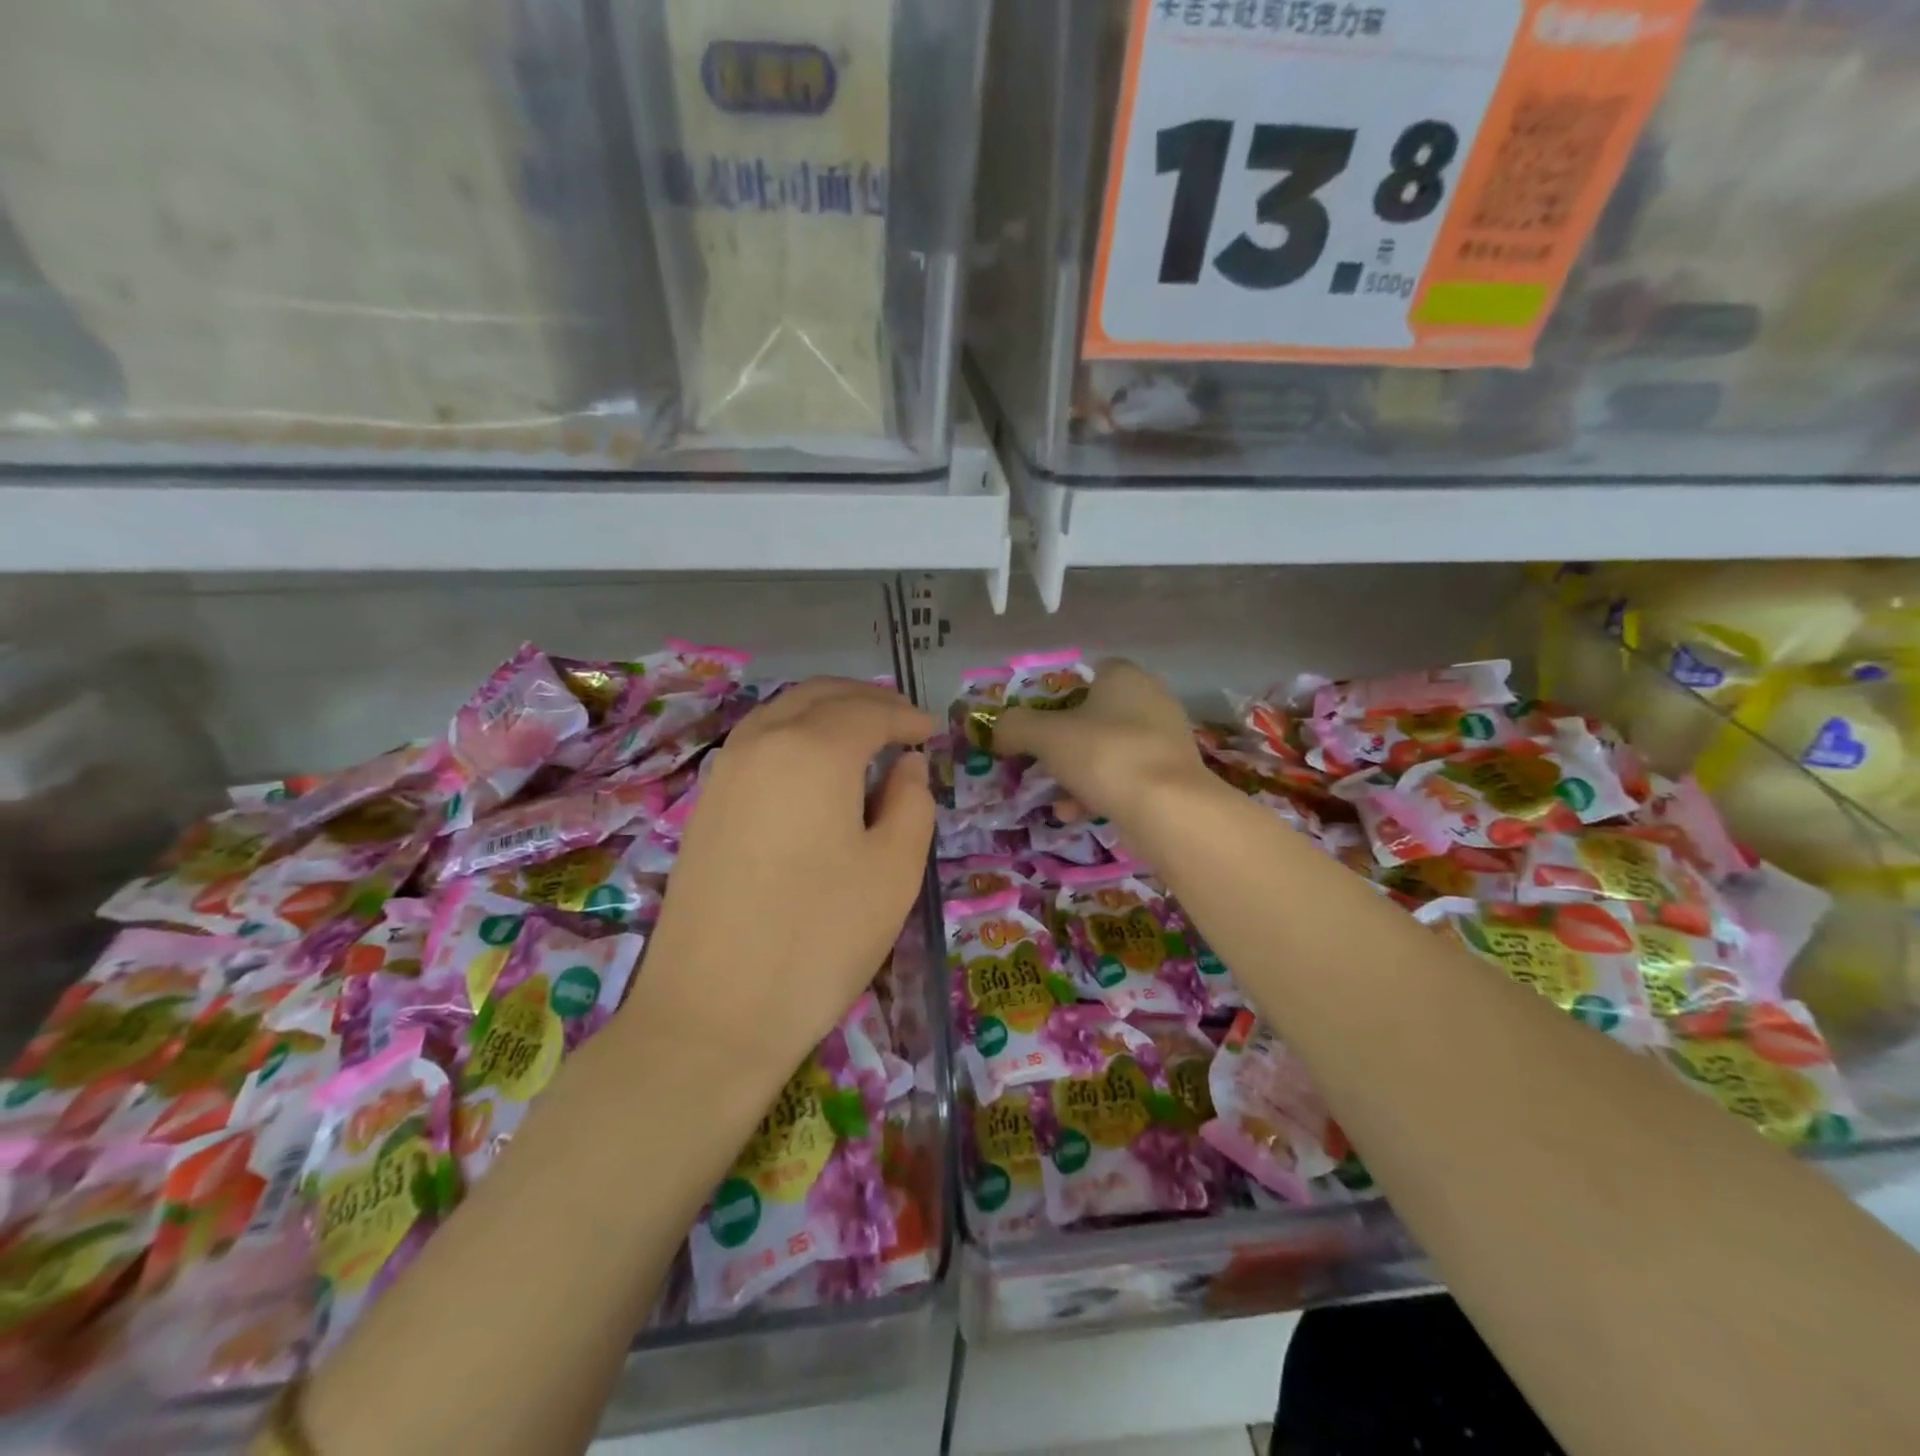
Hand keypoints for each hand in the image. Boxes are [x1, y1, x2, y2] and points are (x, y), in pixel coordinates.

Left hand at [629, 678, 934, 1076]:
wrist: (712, 1014)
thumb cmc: (820, 939)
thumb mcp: (894, 871)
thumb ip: (911, 802)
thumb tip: (905, 764)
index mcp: (812, 750)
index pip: (868, 711)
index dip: (906, 716)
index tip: (932, 733)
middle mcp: (760, 743)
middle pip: (818, 696)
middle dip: (866, 700)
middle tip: (902, 722)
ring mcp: (724, 772)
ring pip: (781, 713)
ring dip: (826, 712)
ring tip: (863, 737)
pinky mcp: (705, 804)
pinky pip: (757, 743)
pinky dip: (794, 735)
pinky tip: (815, 770)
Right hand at [994, 658, 1214, 827]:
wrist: (1168, 810)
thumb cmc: (1104, 755)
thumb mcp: (1045, 736)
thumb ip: (1015, 726)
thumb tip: (998, 730)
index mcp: (1124, 676)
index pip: (1086, 673)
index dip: (1056, 695)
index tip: (1035, 722)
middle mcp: (1150, 699)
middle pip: (1094, 716)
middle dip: (1063, 742)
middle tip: (1038, 761)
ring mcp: (1164, 740)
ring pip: (1107, 751)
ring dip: (1076, 773)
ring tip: (1053, 798)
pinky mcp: (1171, 776)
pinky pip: (1124, 778)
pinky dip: (1097, 793)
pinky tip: (1074, 814)